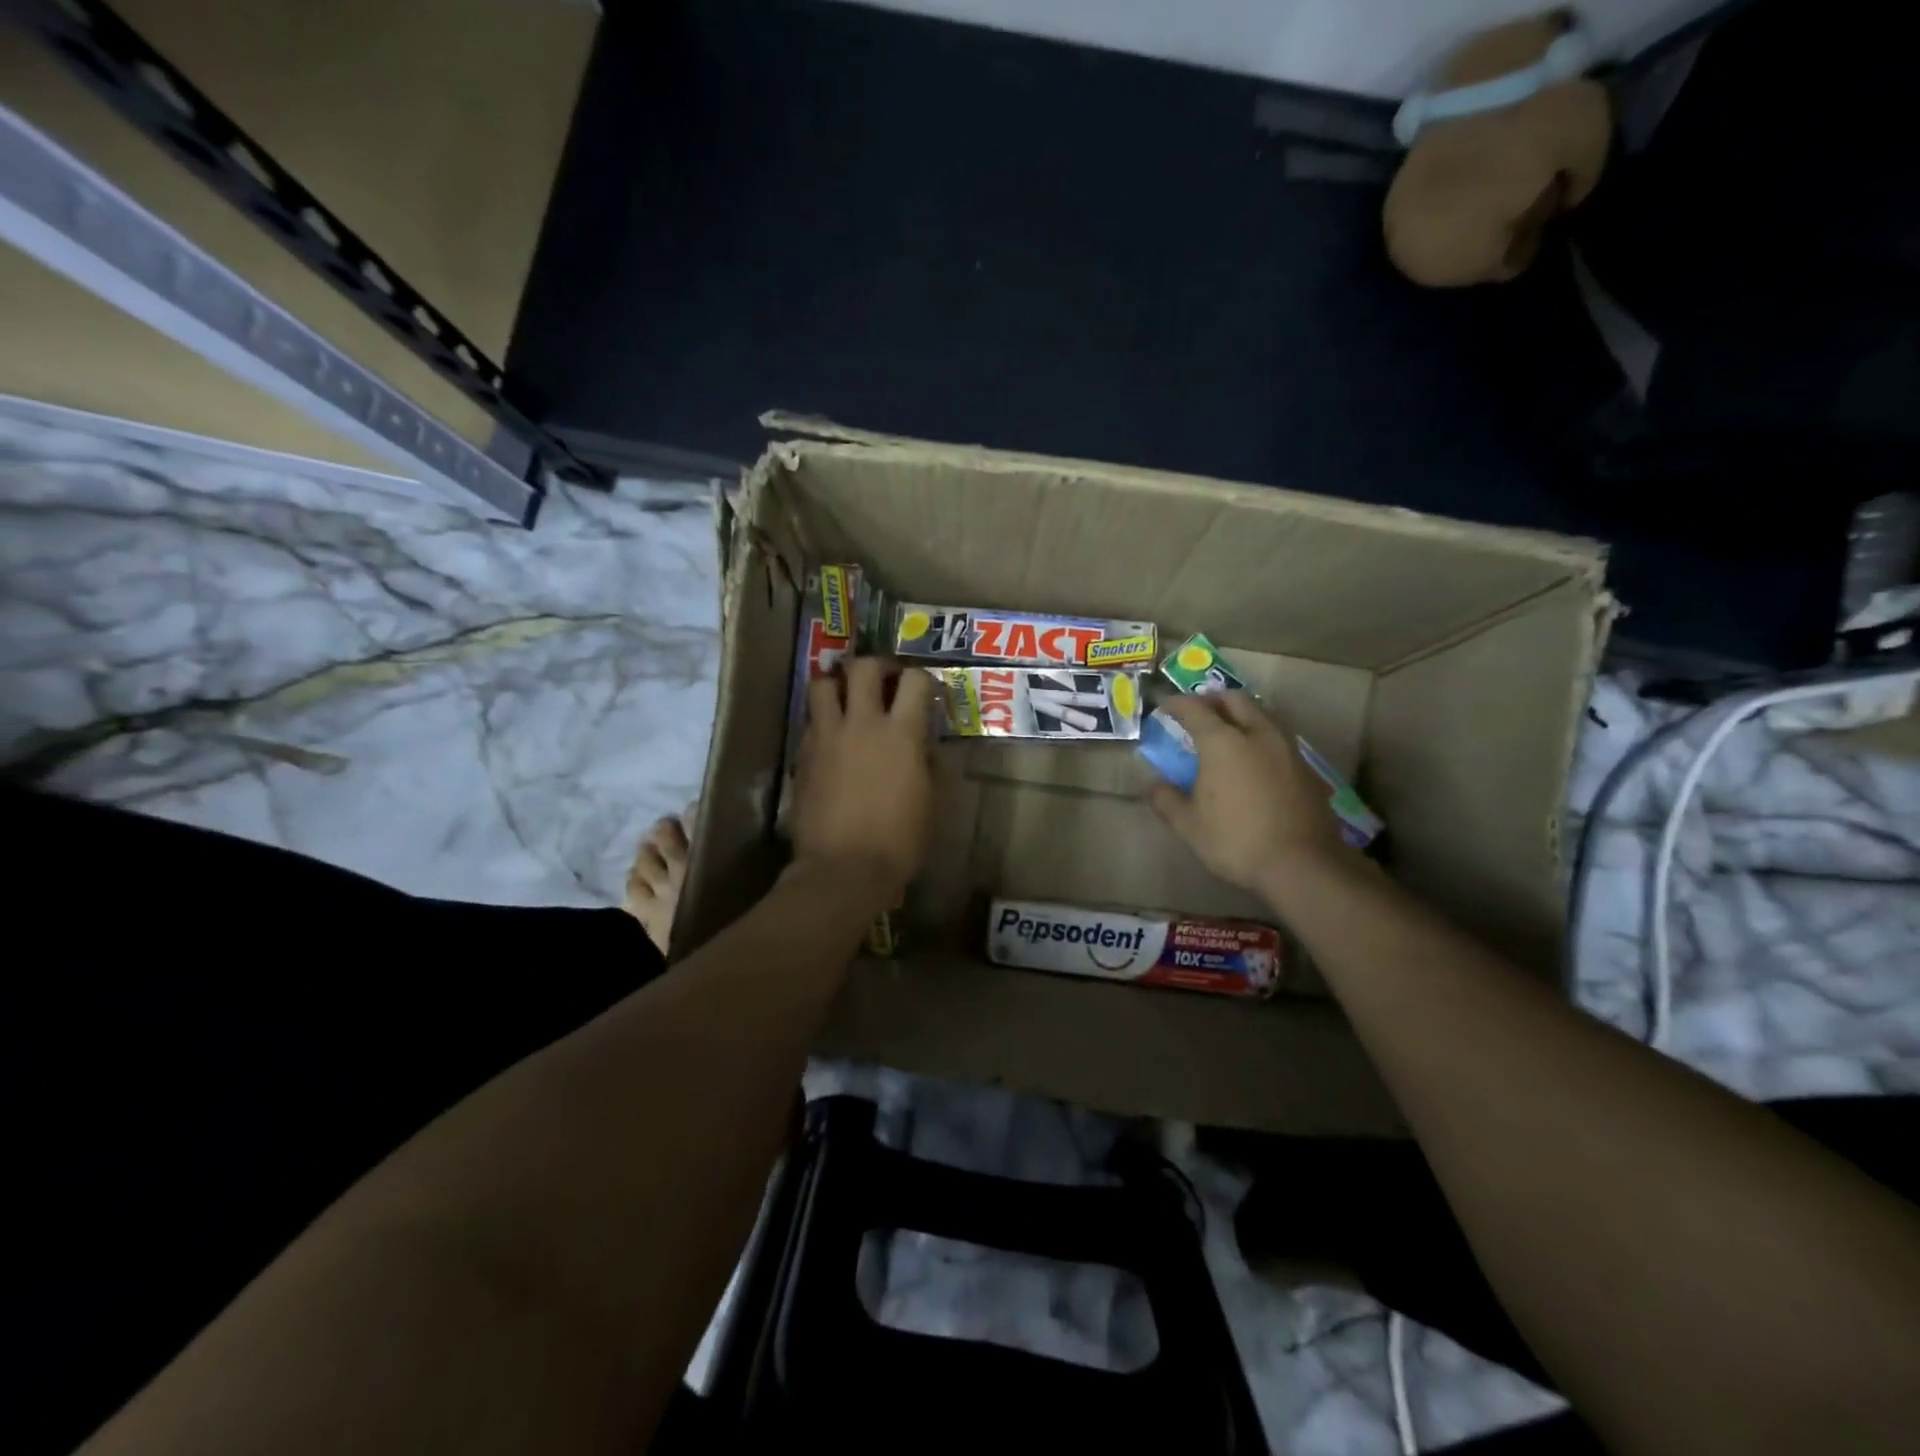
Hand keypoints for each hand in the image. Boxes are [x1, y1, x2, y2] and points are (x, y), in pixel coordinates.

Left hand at [791, 658, 934, 902]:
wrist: (843, 868)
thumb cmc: (899, 841)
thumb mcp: (930, 801)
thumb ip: (927, 764)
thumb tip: (922, 746)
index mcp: (902, 733)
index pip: (915, 680)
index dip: (922, 679)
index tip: (924, 692)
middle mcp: (862, 723)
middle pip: (864, 667)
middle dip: (877, 666)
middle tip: (884, 681)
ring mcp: (827, 736)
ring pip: (822, 683)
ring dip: (837, 683)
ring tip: (847, 698)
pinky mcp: (803, 754)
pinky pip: (810, 720)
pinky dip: (822, 718)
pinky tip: (831, 736)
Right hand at [1146, 693, 1355, 903]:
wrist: (1301, 865)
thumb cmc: (1235, 840)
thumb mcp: (1188, 825)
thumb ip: (1166, 799)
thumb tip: (1152, 784)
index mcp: (1223, 742)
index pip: (1195, 709)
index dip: (1177, 704)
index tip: (1164, 705)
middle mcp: (1257, 735)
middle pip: (1235, 700)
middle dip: (1213, 700)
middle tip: (1198, 711)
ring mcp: (1287, 749)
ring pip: (1261, 715)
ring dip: (1241, 715)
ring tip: (1227, 731)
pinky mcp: (1306, 768)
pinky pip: (1278, 738)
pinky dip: (1260, 737)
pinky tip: (1254, 759)